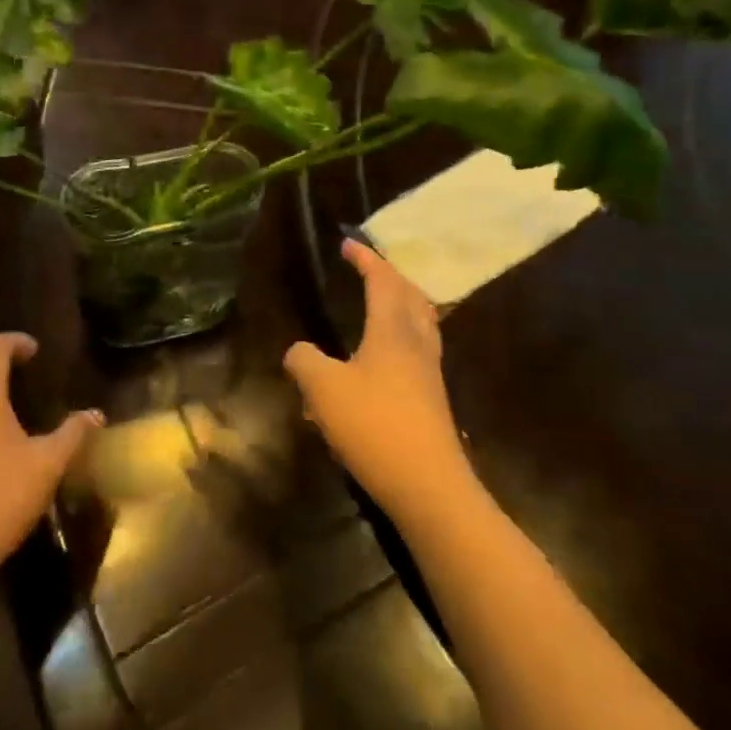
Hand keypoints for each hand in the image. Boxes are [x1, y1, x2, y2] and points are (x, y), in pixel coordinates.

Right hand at [285, 241, 472, 522]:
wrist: (427, 485)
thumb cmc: (374, 425)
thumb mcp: (323, 389)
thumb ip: (304, 361)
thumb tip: (298, 350)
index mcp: (393, 330)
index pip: (382, 281)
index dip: (365, 259)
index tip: (347, 244)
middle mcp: (417, 343)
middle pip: (411, 297)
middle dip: (390, 276)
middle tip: (369, 269)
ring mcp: (429, 372)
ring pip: (420, 323)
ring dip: (401, 304)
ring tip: (381, 305)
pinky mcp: (432, 399)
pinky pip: (418, 350)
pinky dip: (401, 336)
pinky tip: (383, 357)